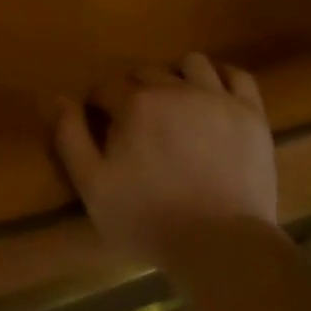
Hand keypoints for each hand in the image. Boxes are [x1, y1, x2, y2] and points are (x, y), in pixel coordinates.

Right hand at [54, 53, 278, 272]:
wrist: (222, 246)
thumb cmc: (150, 219)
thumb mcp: (94, 186)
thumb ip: (70, 138)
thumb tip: (59, 99)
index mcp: (135, 104)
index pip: (106, 87)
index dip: (98, 103)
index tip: (99, 122)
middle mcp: (175, 88)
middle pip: (147, 72)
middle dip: (135, 89)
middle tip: (137, 120)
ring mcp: (217, 98)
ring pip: (191, 64)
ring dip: (178, 76)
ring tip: (177, 104)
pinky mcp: (251, 113)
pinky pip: (237, 76)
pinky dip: (223, 78)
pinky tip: (215, 94)